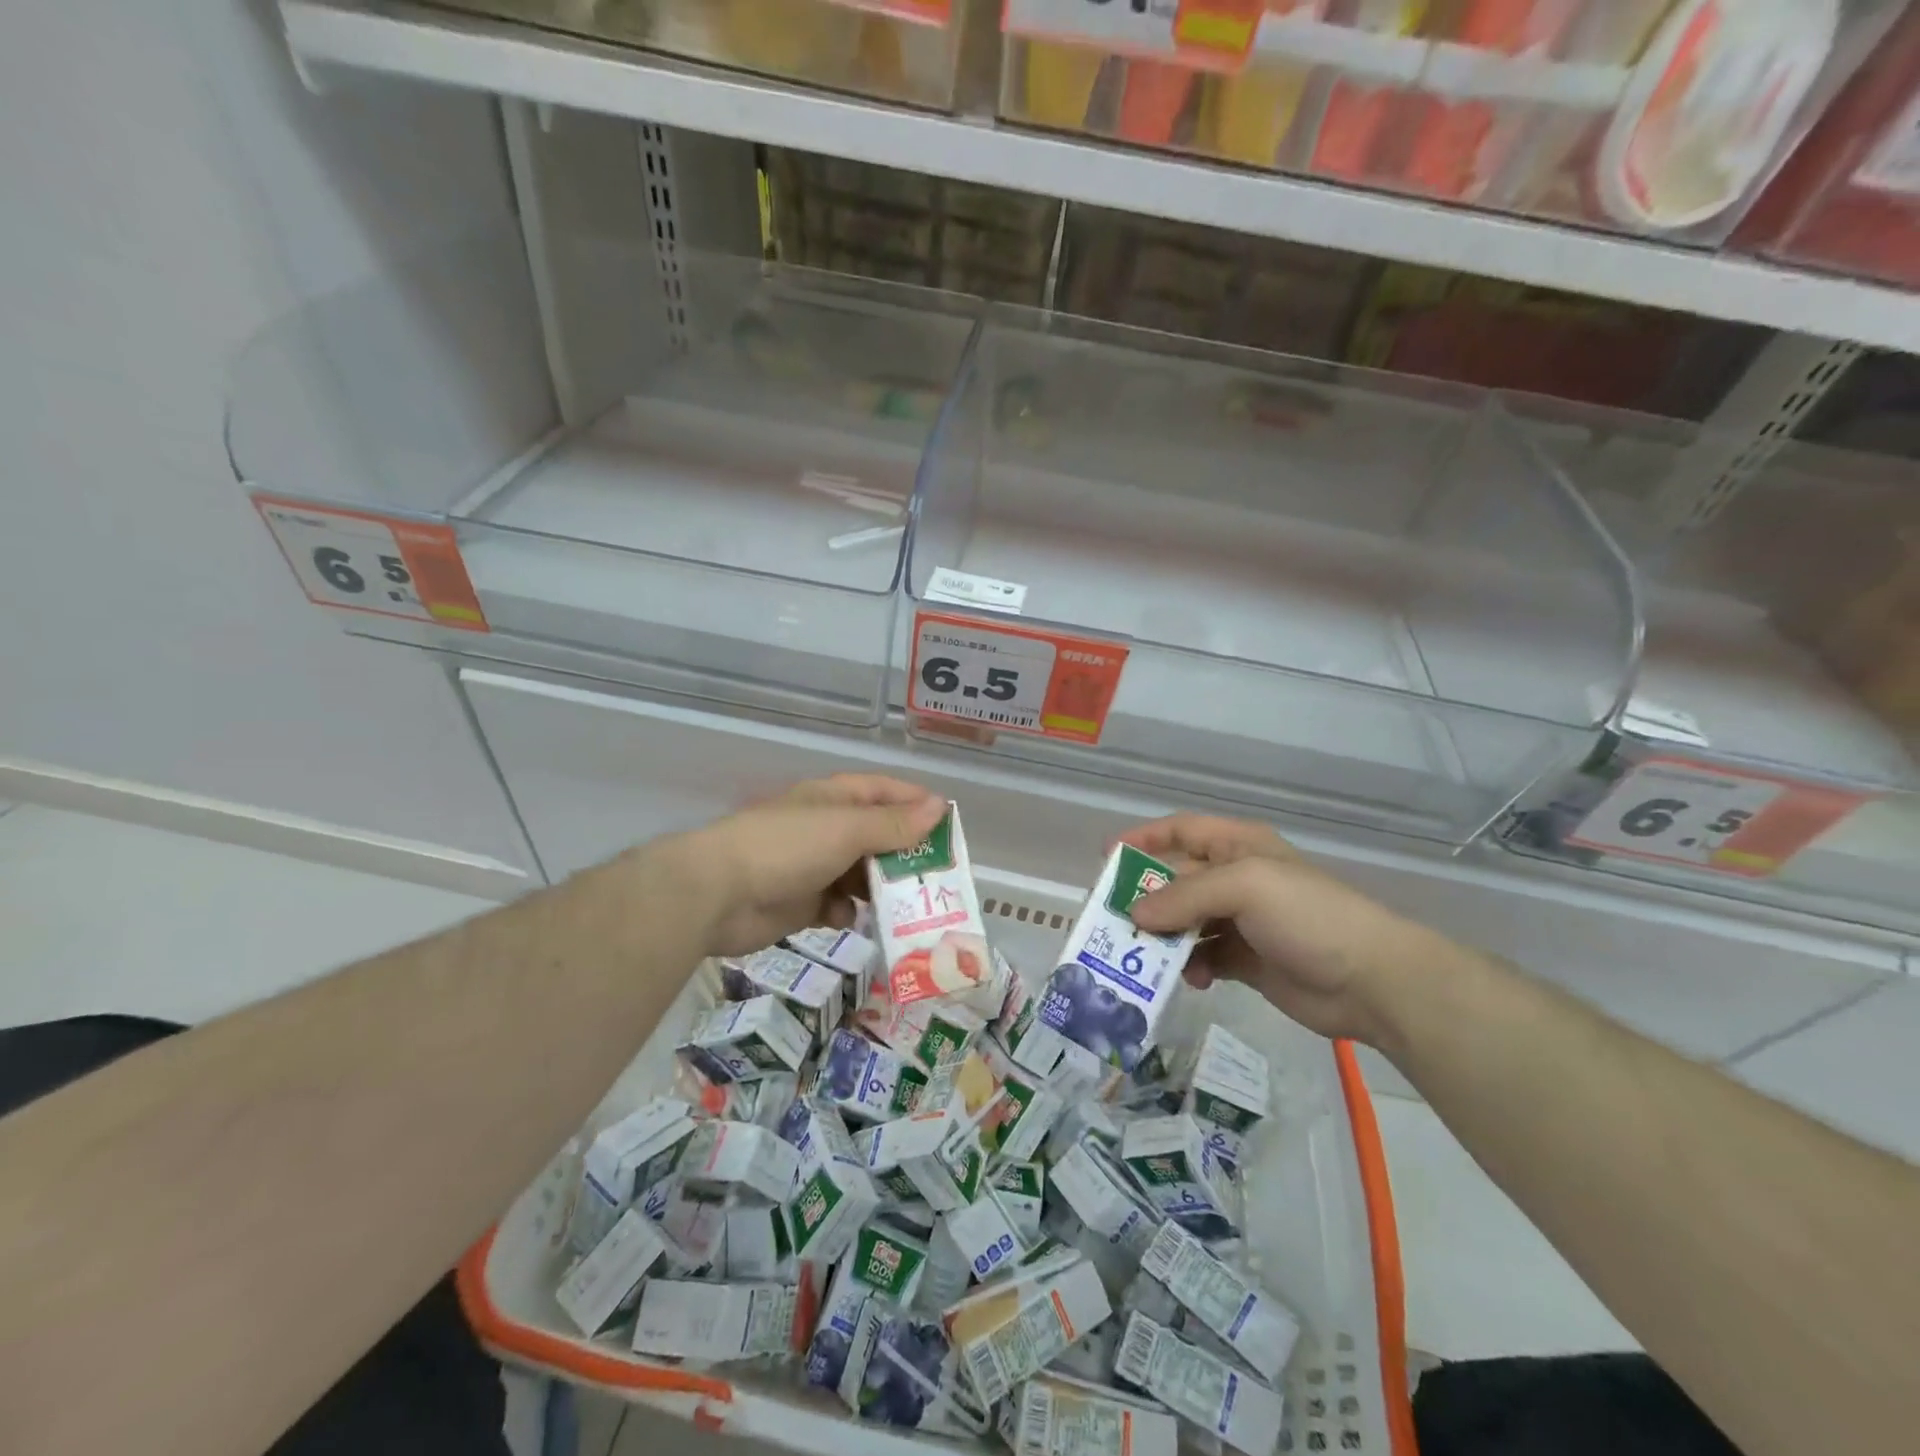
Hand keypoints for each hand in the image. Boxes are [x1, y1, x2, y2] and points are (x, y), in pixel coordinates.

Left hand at [680, 776, 946, 957]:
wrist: (717, 894)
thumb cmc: (787, 848)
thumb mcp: (847, 830)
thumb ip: (894, 824)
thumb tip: (939, 807)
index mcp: (834, 799)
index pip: (884, 792)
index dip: (916, 803)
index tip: (948, 825)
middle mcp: (826, 827)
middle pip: (876, 836)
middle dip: (905, 853)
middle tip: (938, 875)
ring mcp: (812, 866)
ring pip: (860, 874)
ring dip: (880, 887)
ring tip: (909, 904)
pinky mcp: (800, 903)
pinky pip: (837, 905)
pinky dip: (848, 912)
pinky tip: (852, 919)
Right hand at [1122, 814, 1454, 1045]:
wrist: (1372, 980)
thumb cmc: (1308, 915)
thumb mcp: (1244, 887)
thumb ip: (1184, 896)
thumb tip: (1135, 915)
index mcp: (1238, 846)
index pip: (1181, 830)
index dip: (1144, 838)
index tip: (1107, 858)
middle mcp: (1236, 879)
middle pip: (1176, 881)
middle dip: (1145, 898)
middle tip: (1113, 921)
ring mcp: (1241, 921)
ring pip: (1184, 922)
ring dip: (1163, 938)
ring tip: (1142, 956)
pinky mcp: (1246, 961)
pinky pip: (1202, 957)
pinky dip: (1190, 966)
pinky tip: (1191, 979)